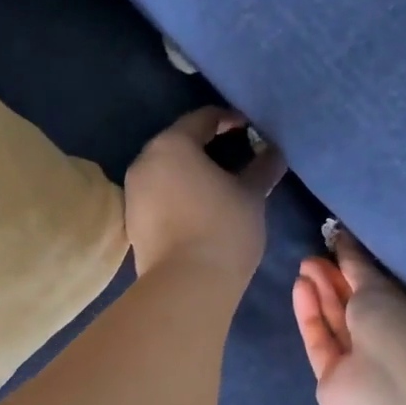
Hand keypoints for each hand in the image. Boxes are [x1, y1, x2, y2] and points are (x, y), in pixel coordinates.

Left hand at [125, 108, 286, 286]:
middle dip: (207, 145)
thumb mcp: (251, 195)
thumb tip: (274, 153)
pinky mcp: (132, 221)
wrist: (185, 285)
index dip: (229, 119)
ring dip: (191, 171)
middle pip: (179, 143)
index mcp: (172, 145)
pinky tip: (199, 207)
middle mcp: (145, 161)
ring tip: (220, 183)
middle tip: (237, 154)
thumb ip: (262, 168)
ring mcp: (133, 192)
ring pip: (166, 170)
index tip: (250, 128)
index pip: (202, 118)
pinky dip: (178, 193)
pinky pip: (158, 194)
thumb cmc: (223, 228)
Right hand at [293, 230, 405, 404]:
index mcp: (402, 318)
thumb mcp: (377, 286)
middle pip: (350, 307)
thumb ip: (356, 264)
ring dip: (318, 294)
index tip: (332, 247)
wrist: (391, 386)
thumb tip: (342, 237)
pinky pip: (318, 340)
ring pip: (332, 322)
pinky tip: (300, 288)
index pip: (373, 291)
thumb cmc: (397, 327)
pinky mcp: (329, 376)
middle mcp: (380, 340)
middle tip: (311, 257)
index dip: (351, 270)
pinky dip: (309, 315)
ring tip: (304, 267)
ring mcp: (355, 362)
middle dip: (330, 280)